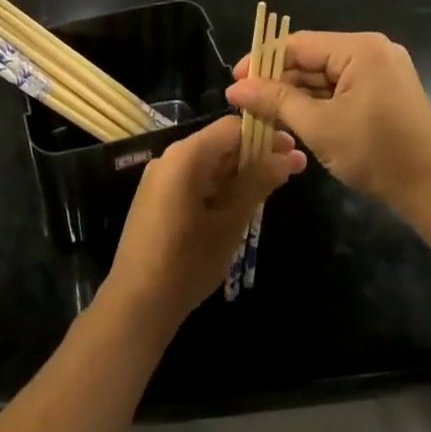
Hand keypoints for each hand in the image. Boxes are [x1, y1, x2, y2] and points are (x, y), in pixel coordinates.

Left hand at [102, 117, 304, 334]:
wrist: (137, 304)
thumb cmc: (187, 261)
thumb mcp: (230, 222)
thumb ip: (258, 183)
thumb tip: (288, 157)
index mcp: (186, 155)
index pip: (232, 128)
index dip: (265, 136)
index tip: (293, 152)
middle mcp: (170, 158)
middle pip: (220, 143)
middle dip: (255, 155)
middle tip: (290, 173)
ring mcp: (161, 179)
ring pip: (208, 164)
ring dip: (239, 173)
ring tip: (270, 190)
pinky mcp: (157, 199)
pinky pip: (195, 181)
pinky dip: (220, 187)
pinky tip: (239, 206)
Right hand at [227, 31, 430, 220]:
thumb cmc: (375, 153)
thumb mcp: (319, 126)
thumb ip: (276, 101)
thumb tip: (236, 88)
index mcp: (360, 48)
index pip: (299, 45)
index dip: (263, 61)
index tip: (235, 82)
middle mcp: (373, 50)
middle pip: (312, 58)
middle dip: (279, 80)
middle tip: (246, 102)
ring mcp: (383, 70)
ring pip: (326, 75)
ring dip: (297, 93)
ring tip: (264, 112)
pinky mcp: (386, 91)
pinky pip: (343, 87)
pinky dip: (319, 101)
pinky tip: (295, 117)